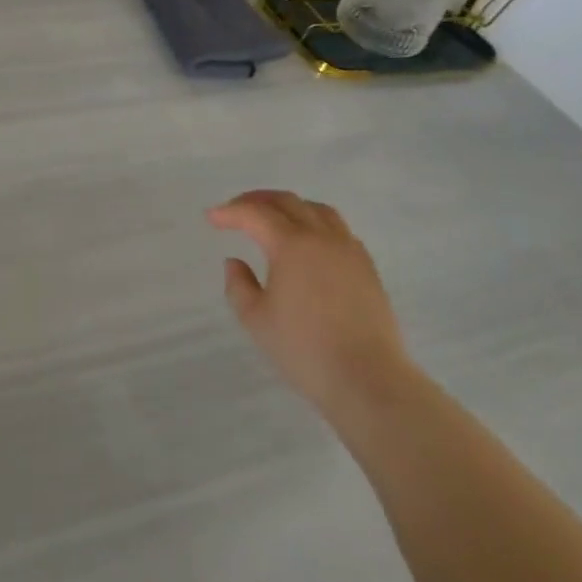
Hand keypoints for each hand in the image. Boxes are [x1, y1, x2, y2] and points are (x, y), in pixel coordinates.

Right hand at [209, 190, 412, 418]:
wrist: (369, 381)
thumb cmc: (305, 349)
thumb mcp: (256, 320)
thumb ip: (239, 285)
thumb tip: (236, 262)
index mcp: (291, 245)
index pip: (254, 213)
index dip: (230, 212)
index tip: (212, 218)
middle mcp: (321, 237)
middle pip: (286, 202)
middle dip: (256, 201)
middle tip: (235, 211)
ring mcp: (348, 250)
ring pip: (316, 210)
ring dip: (289, 207)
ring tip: (273, 219)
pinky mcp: (367, 268)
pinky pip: (338, 229)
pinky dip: (315, 223)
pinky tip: (309, 243)